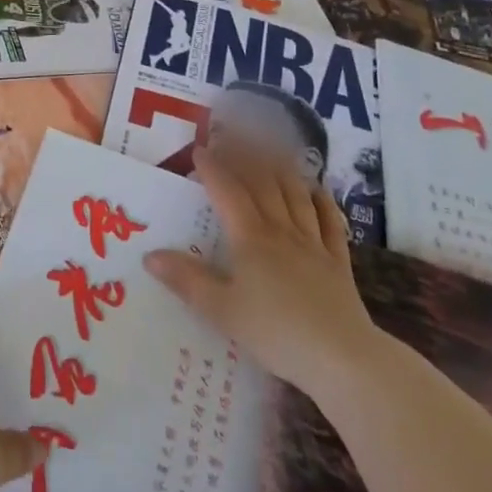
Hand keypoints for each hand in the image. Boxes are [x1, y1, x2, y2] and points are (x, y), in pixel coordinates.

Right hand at [144, 144, 384, 399]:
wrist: (342, 357)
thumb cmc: (276, 332)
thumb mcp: (221, 310)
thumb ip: (186, 280)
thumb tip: (149, 255)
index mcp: (250, 238)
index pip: (228, 191)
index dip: (213, 168)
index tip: (199, 149)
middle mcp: (281, 230)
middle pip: (263, 182)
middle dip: (245, 155)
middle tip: (233, 135)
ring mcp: (313, 243)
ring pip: (295, 193)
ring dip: (281, 166)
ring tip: (270, 147)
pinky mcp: (337, 261)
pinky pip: (329, 221)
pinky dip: (321, 200)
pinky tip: (316, 188)